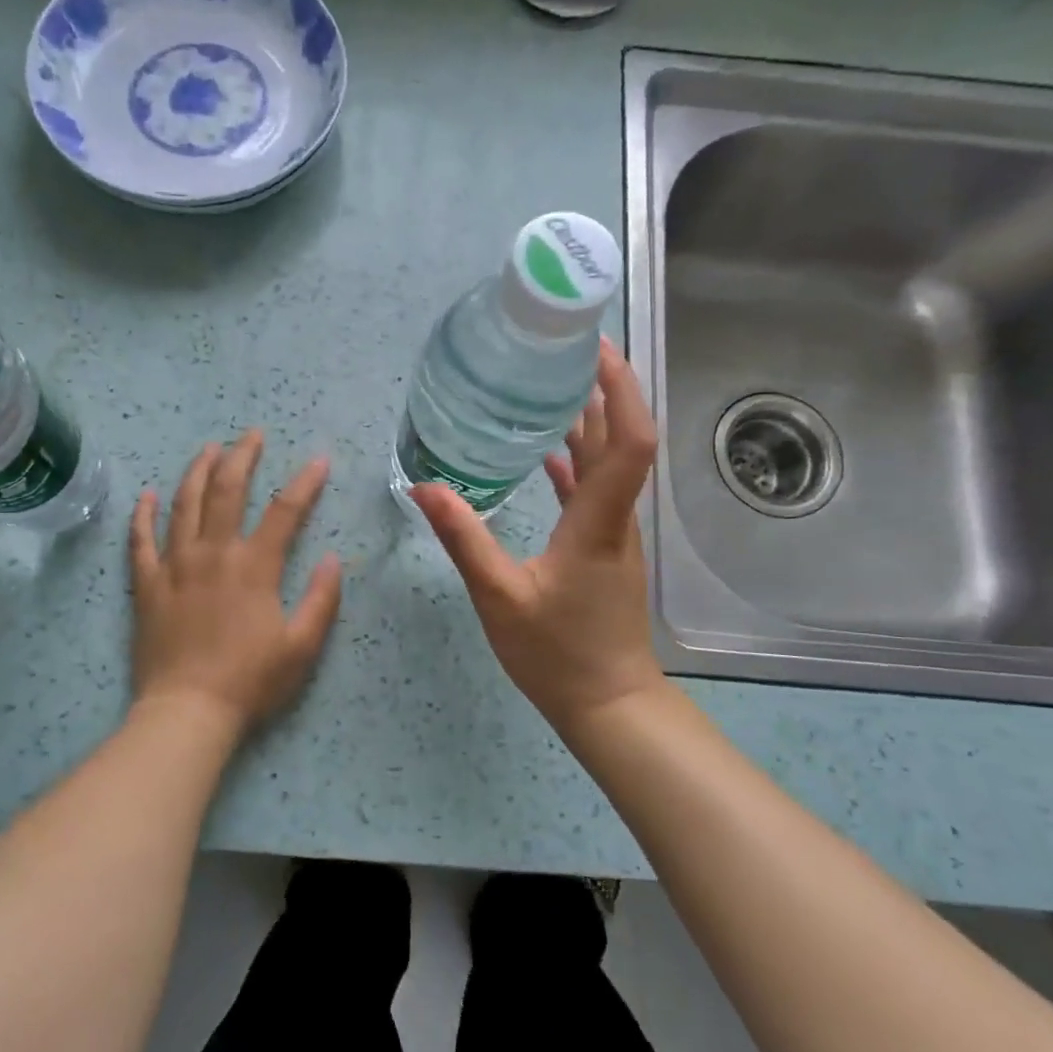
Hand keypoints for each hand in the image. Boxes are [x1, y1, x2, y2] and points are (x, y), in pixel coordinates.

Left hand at [130, 432, 342, 736]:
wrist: (188, 711)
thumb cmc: (251, 681)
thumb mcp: (302, 646)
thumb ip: (322, 599)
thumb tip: (333, 558)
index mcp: (254, 567)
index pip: (285, 511)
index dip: (305, 482)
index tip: (319, 460)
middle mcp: (213, 553)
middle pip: (227, 490)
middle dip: (242, 456)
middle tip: (252, 435)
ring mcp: (175, 565)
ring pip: (184, 504)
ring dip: (197, 471)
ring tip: (209, 449)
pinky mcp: (147, 585)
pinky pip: (140, 540)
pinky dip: (142, 514)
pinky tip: (146, 494)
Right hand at [412, 340, 662, 735]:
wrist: (608, 702)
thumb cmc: (557, 653)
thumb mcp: (499, 596)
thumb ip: (464, 539)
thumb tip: (423, 488)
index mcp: (598, 521)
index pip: (629, 440)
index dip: (620, 388)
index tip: (595, 349)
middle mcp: (615, 517)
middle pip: (622, 438)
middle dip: (603, 387)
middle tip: (563, 350)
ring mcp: (613, 532)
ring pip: (608, 462)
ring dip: (590, 420)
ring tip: (551, 385)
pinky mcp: (602, 547)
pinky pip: (593, 489)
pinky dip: (575, 461)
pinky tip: (544, 452)